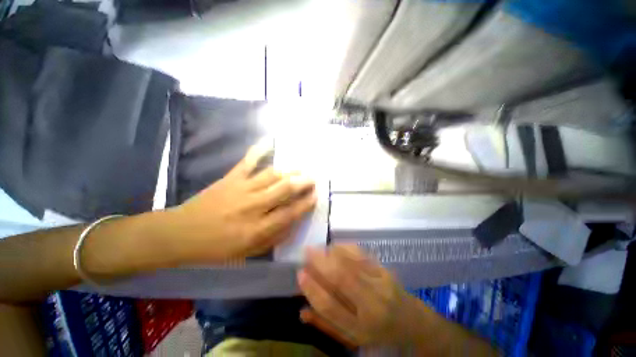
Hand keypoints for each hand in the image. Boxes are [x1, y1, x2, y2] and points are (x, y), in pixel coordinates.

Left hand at [168, 145, 316, 262]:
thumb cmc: (216, 248)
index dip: (305, 203)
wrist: (181, 233)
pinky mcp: (231, 178)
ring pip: (272, 175)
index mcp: (257, 229)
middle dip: (303, 182)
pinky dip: (260, 149)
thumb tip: (293, 223)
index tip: (316, 196)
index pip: (289, 213)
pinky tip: (270, 140)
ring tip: (300, 169)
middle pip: (284, 189)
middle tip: (313, 178)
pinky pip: (248, 160)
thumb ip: (274, 238)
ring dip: (290, 171)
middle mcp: (253, 206)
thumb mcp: (248, 252)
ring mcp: (241, 188)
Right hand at [297, 244, 417, 346]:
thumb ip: (327, 325)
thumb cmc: (378, 332)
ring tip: (319, 248)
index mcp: (361, 329)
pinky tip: (336, 246)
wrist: (411, 321)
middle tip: (307, 251)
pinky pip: (362, 255)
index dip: (312, 289)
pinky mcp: (385, 270)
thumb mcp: (352, 337)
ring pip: (352, 263)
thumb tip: (301, 311)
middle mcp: (372, 305)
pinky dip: (346, 248)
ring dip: (332, 252)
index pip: (331, 307)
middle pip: (342, 279)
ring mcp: (381, 284)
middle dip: (321, 262)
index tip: (300, 273)